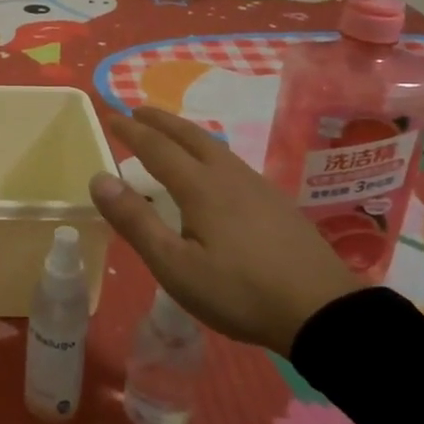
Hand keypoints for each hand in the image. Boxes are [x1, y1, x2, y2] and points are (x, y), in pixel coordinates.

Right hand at [89, 107, 362, 354]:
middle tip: (138, 111)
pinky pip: (232, 163)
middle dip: (161, 121)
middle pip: (189, 136)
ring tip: (172, 135)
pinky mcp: (278, 204)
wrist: (323, 312)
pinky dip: (209, 152)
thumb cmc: (239, 291)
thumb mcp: (175, 265)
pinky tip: (216, 172)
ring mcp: (258, 187)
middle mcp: (228, 176)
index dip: (131, 131)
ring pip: (215, 147)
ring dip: (186, 134)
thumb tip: (100, 178)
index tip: (110, 115)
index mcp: (200, 187)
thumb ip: (136, 221)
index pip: (157, 148)